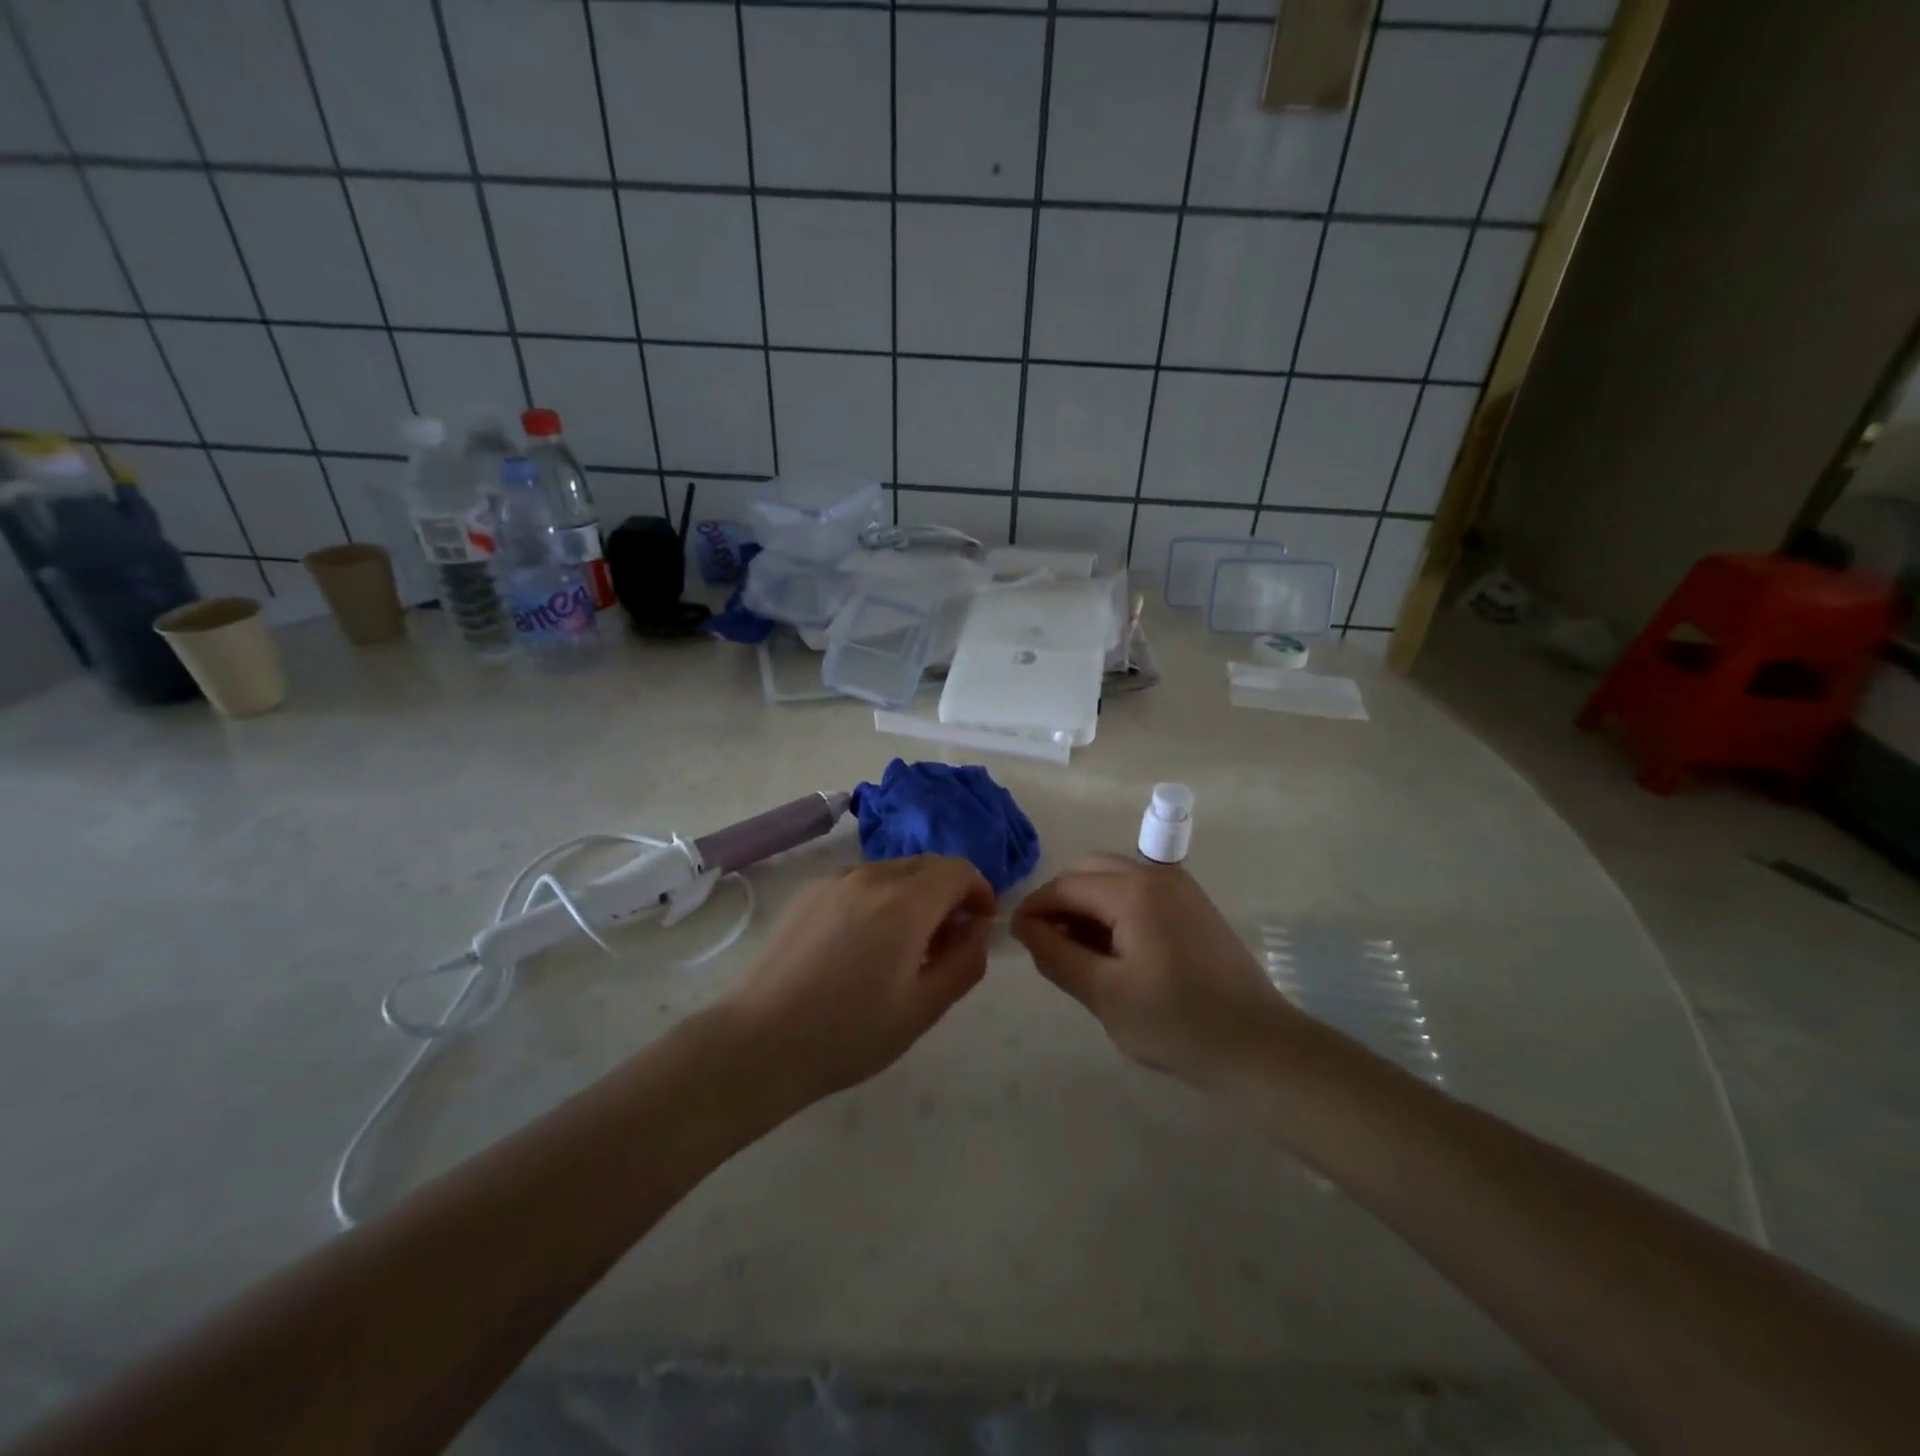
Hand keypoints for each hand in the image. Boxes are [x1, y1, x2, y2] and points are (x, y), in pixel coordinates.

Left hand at [726, 856, 995, 1104]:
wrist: (762, 1041)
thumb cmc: (851, 1032)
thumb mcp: (924, 1007)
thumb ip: (965, 961)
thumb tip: (977, 928)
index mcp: (906, 901)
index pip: (959, 870)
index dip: (979, 891)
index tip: (978, 926)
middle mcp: (871, 876)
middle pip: (927, 866)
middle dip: (947, 894)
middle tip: (944, 943)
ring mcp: (835, 880)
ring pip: (892, 872)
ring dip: (913, 896)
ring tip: (901, 948)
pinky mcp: (808, 892)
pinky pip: (859, 882)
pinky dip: (878, 899)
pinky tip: (861, 945)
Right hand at [1012, 854, 1304, 1087]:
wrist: (1258, 1046)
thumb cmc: (1176, 1023)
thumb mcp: (1104, 994)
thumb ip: (1056, 955)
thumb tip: (1024, 926)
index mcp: (1133, 891)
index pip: (1065, 886)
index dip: (1034, 909)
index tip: (1017, 940)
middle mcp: (1156, 875)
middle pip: (1089, 871)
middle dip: (1060, 902)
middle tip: (1048, 946)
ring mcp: (1180, 887)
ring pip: (1114, 878)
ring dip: (1087, 905)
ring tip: (1079, 953)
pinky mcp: (1194, 905)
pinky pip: (1139, 892)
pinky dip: (1115, 909)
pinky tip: (1115, 951)